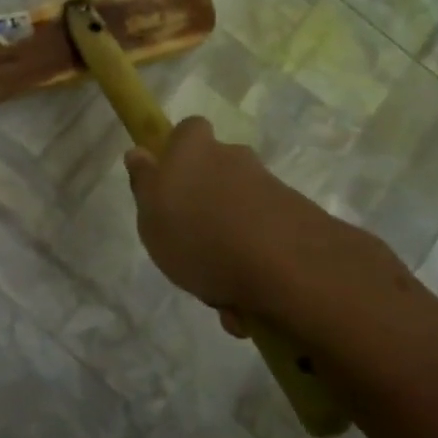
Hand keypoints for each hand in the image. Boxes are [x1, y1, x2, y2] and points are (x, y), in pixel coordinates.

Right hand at [123, 117, 410, 340]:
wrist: (287, 266)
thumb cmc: (198, 235)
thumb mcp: (150, 214)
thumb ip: (144, 183)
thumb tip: (139, 152)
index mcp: (195, 149)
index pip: (188, 131)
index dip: (178, 152)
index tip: (169, 183)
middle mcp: (234, 159)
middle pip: (216, 173)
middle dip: (207, 204)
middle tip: (191, 246)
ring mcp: (270, 188)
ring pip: (240, 213)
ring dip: (230, 245)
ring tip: (221, 293)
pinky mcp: (298, 220)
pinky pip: (264, 241)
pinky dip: (254, 267)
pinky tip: (246, 306)